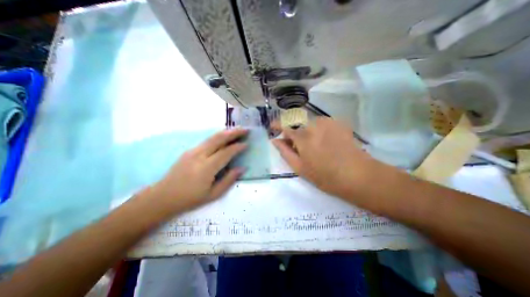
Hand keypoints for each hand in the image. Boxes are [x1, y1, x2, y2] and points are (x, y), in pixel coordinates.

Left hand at [151, 128, 247, 213]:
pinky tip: (224, 137)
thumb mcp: (213, 194)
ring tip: (237, 130)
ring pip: (212, 137)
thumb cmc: (190, 198)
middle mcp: (200, 155)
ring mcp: (193, 151)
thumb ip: (229, 180)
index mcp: (207, 168)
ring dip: (226, 132)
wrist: (164, 196)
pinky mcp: (189, 151)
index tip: (247, 143)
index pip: (226, 152)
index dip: (237, 147)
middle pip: (219, 139)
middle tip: (245, 129)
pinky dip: (218, 137)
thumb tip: (242, 168)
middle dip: (234, 132)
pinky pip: (207, 140)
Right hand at [273, 117, 380, 199]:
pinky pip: (321, 123)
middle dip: (293, 132)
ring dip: (306, 131)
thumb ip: (284, 152)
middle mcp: (314, 124)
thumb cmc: (325, 176)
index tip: (273, 127)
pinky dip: (317, 130)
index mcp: (303, 137)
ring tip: (313, 145)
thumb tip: (275, 140)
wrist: (357, 175)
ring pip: (309, 123)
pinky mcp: (338, 122)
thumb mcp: (300, 168)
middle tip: (296, 145)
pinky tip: (325, 142)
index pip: (285, 125)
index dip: (277, 124)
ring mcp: (328, 122)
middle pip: (297, 123)